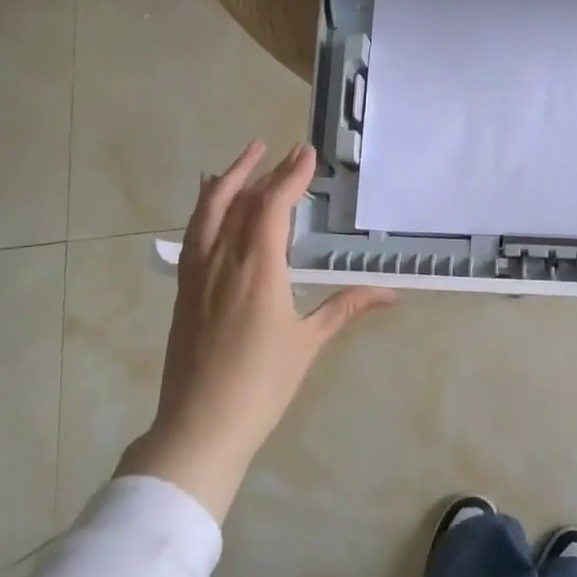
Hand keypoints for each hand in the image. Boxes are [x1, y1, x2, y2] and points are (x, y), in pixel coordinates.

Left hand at [117, 140, 394, 520]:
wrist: (200, 425)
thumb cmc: (262, 385)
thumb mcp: (309, 343)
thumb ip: (346, 307)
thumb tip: (393, 292)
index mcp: (258, 269)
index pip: (273, 206)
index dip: (291, 176)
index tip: (307, 154)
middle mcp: (224, 259)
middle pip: (244, 200)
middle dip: (268, 171)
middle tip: (290, 151)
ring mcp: (198, 271)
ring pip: (210, 209)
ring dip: (231, 177)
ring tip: (249, 155)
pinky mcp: (184, 286)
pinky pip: (194, 231)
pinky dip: (205, 204)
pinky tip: (209, 195)